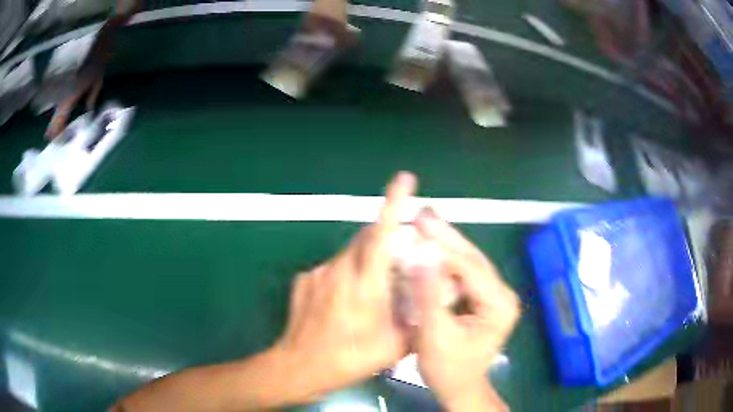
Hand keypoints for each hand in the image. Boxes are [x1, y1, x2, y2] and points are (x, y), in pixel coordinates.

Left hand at [273, 172, 415, 400]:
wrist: (298, 366)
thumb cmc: (349, 359)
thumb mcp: (394, 346)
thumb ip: (418, 317)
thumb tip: (432, 296)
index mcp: (365, 284)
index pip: (382, 234)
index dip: (395, 203)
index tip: (404, 179)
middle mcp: (339, 269)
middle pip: (366, 238)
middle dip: (386, 238)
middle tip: (399, 259)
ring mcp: (318, 273)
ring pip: (349, 253)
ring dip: (366, 260)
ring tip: (372, 290)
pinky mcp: (304, 279)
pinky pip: (332, 267)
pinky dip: (346, 274)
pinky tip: (344, 302)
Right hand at [412, 210, 519, 410]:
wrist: (459, 387)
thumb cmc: (448, 369)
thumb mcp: (435, 335)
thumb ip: (428, 295)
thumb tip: (420, 254)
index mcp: (499, 304)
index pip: (469, 267)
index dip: (442, 244)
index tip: (418, 223)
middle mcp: (502, 294)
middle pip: (472, 259)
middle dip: (446, 236)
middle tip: (421, 212)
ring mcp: (495, 295)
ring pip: (468, 263)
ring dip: (445, 245)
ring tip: (423, 224)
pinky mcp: (485, 299)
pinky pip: (464, 274)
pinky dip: (446, 261)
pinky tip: (430, 249)